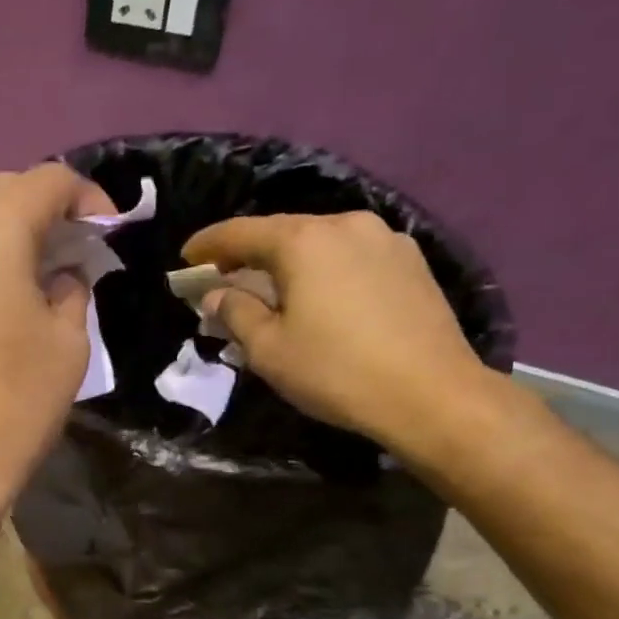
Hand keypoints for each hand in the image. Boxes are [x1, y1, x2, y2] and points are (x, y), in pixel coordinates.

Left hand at [0, 164, 114, 538]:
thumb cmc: (9, 407)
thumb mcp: (66, 345)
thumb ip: (71, 291)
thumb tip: (59, 276)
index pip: (48, 181)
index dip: (88, 199)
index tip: (111, 234)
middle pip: (2, 195)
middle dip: (46, 216)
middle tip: (79, 256)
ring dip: (9, 240)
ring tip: (42, 280)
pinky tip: (0, 300)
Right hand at [181, 211, 497, 450]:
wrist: (431, 394)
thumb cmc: (335, 371)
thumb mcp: (268, 350)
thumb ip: (236, 313)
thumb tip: (216, 295)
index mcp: (303, 241)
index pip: (241, 231)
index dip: (208, 244)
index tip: (186, 258)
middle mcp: (345, 224)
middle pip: (283, 232)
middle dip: (249, 255)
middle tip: (225, 280)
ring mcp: (385, 239)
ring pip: (320, 244)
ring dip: (289, 264)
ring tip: (274, 292)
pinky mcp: (412, 262)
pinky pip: (351, 257)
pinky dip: (324, 271)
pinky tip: (321, 298)